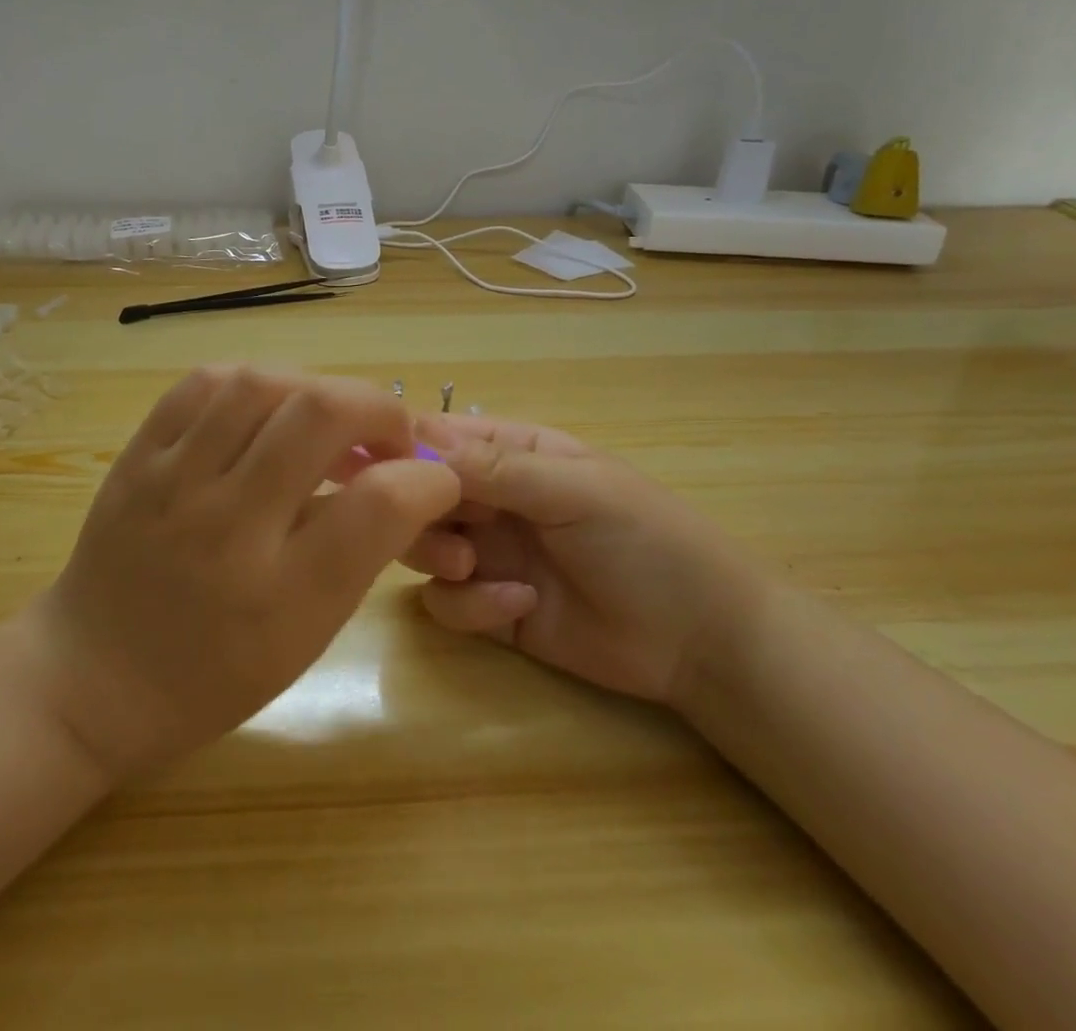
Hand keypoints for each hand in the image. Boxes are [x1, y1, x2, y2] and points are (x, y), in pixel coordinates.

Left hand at [15, 366, 460, 781]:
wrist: (92, 678)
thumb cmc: (211, 675)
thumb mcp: (304, 637)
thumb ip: (359, 553)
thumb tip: (405, 478)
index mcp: (279, 596)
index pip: (378, 504)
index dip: (427, 479)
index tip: (435, 479)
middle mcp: (225, 527)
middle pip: (320, 414)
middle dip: (378, 408)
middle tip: (385, 435)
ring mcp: (171, 481)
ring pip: (261, 383)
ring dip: (315, 388)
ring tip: (325, 418)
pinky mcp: (136, 455)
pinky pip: (203, 383)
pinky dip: (252, 382)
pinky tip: (266, 409)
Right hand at [404, 414, 762, 706]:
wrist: (699, 640)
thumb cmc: (646, 540)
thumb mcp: (576, 491)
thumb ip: (498, 468)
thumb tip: (418, 435)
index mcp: (515, 455)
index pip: (442, 436)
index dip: (405, 446)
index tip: (376, 465)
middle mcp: (494, 500)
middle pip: (419, 494)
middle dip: (417, 510)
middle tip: (436, 527)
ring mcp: (491, 555)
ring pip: (421, 547)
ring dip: (436, 555)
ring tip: (471, 568)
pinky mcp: (492, 610)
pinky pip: (447, 603)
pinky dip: (470, 606)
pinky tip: (517, 606)